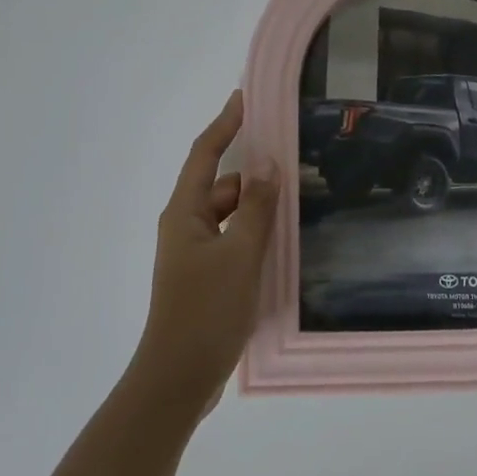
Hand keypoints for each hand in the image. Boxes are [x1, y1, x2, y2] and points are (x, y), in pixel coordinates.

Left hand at [128, 90, 279, 414]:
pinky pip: (234, 241)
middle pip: (221, 185)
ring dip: (258, 207)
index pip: (205, 155)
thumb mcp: (240, 255)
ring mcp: (196, 254)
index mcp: (184, 213)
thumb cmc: (206, 311)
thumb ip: (257, 209)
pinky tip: (284, 242)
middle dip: (253, 173)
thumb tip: (268, 163)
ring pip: (230, 216)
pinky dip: (255, 234)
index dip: (224, 124)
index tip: (245, 97)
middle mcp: (186, 227)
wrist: (178, 378)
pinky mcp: (207, 277)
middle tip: (294, 161)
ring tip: (298, 200)